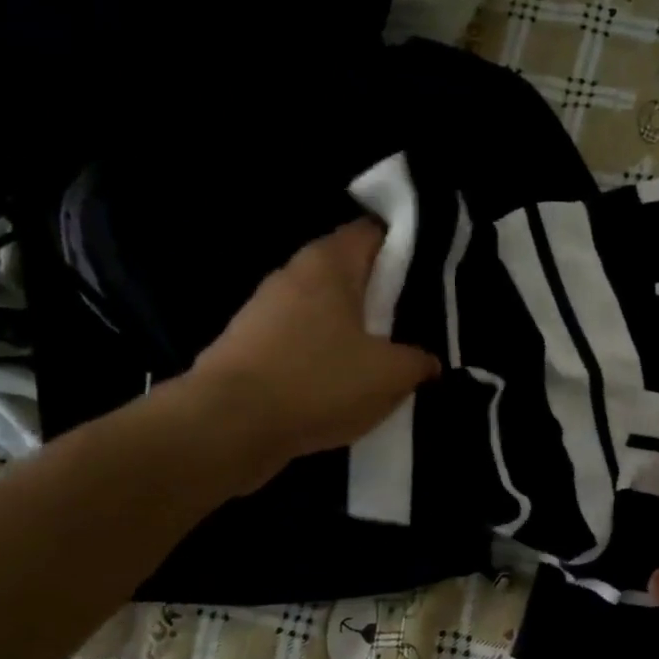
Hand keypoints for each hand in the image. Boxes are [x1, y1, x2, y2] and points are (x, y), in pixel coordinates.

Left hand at [179, 219, 440, 493]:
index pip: (372, 232)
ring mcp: (264, 310)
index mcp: (328, 264)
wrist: (228, 426)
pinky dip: (325, 355)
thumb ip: (419, 361)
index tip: (430, 273)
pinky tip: (344, 383)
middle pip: (348, 272)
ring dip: (353, 328)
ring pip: (324, 309)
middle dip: (381, 293)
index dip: (404, 246)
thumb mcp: (391, 375)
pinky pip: (301, 340)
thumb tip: (428, 361)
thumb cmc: (318, 382)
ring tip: (384, 357)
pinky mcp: (249, 346)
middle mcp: (293, 275)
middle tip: (415, 320)